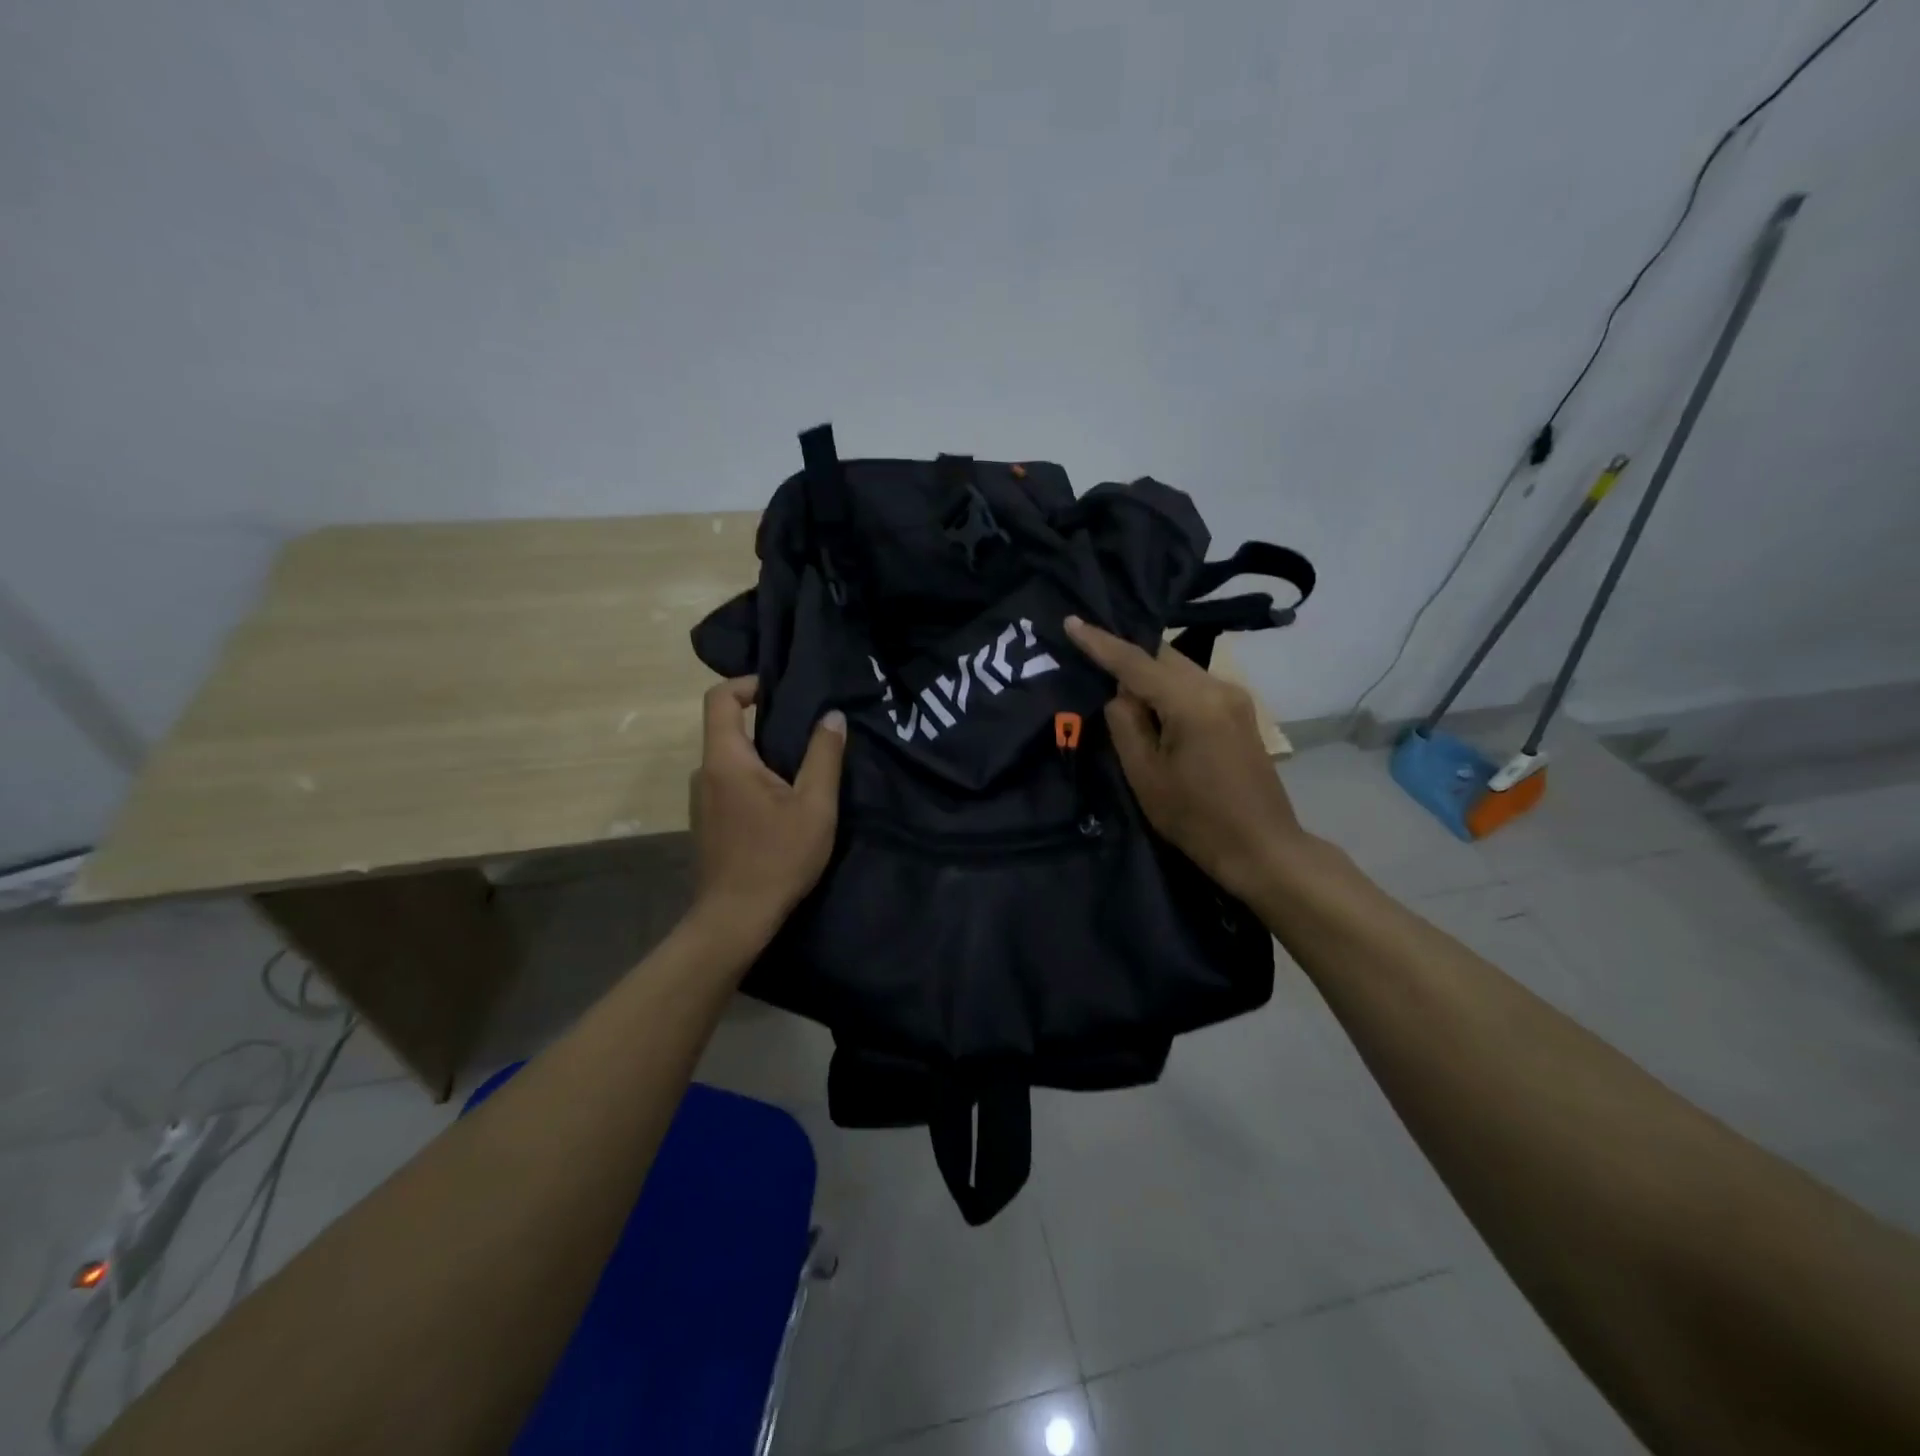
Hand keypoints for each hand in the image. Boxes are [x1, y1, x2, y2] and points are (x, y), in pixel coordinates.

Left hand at [689, 678, 846, 940]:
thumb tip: (832, 716)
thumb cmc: (777, 858)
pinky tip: (785, 804)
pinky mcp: (708, 821)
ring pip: (732, 758)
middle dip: (767, 721)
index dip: (748, 683)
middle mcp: (706, 772)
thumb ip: (824, 756)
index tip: (783, 691)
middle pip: (728, 727)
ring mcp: (703, 799)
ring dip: (765, 754)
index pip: (720, 698)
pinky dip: (756, 778)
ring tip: (804, 769)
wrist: (735, 919)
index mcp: (727, 760)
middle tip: (809, 730)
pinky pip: (731, 782)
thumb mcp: (814, 805)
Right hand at [1065, 616, 1308, 902]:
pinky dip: (1168, 690)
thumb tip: (1121, 695)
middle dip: (1127, 661)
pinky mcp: (1240, 712)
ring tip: (1123, 701)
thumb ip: (1125, 724)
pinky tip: (1155, 713)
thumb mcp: (1145, 775)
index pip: (1136, 662)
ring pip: (1179, 670)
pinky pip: (1194, 685)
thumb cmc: (1196, 819)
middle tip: (1093, 671)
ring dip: (1149, 678)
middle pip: (1162, 657)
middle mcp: (1218, 687)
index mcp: (1191, 703)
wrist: (1261, 847)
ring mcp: (1234, 698)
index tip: (1071, 621)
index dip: (1100, 642)